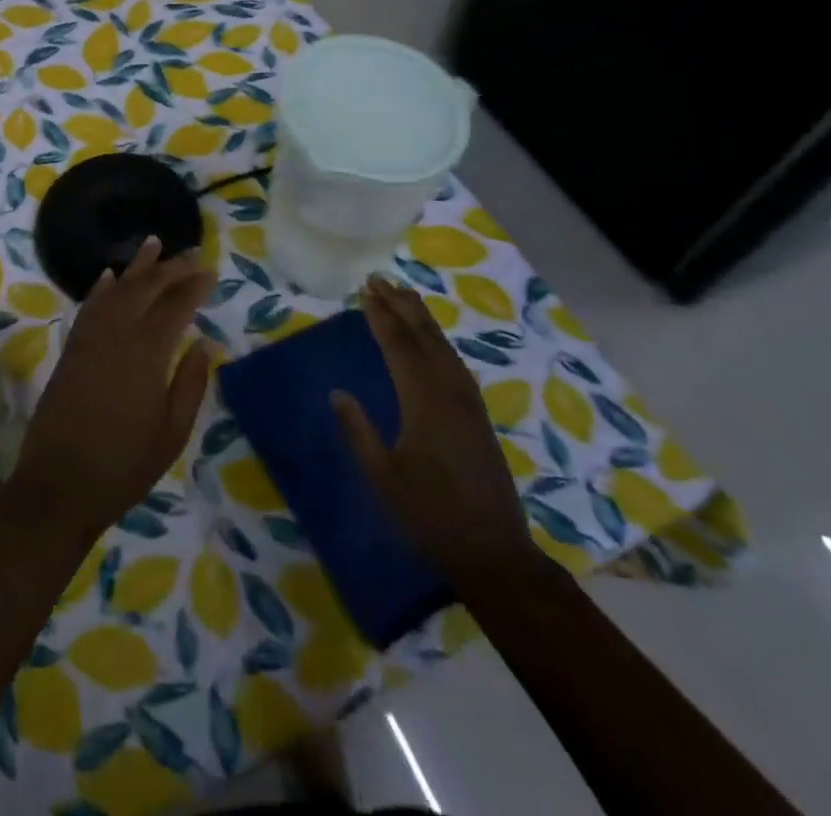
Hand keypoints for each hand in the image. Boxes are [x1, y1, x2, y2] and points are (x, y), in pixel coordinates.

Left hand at [8, 237, 214, 540]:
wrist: (58, 484)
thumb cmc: (124, 464)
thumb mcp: (172, 432)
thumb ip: (190, 383)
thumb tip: (204, 343)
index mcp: (147, 351)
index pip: (176, 305)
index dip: (194, 285)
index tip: (210, 270)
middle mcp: (117, 333)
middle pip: (147, 288)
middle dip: (171, 267)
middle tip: (191, 253)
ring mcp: (90, 338)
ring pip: (117, 289)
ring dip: (137, 266)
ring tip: (154, 244)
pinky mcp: (71, 349)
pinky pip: (89, 306)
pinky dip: (101, 288)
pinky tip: (108, 276)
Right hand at [332, 276, 539, 586]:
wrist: (493, 552)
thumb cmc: (430, 514)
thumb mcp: (383, 476)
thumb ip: (358, 431)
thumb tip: (337, 392)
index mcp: (425, 402)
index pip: (399, 346)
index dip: (381, 316)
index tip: (365, 290)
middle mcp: (450, 393)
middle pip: (425, 337)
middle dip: (402, 306)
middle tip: (380, 279)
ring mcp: (469, 404)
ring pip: (444, 347)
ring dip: (422, 318)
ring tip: (404, 296)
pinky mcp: (478, 416)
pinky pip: (455, 363)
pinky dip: (438, 341)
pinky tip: (432, 341)